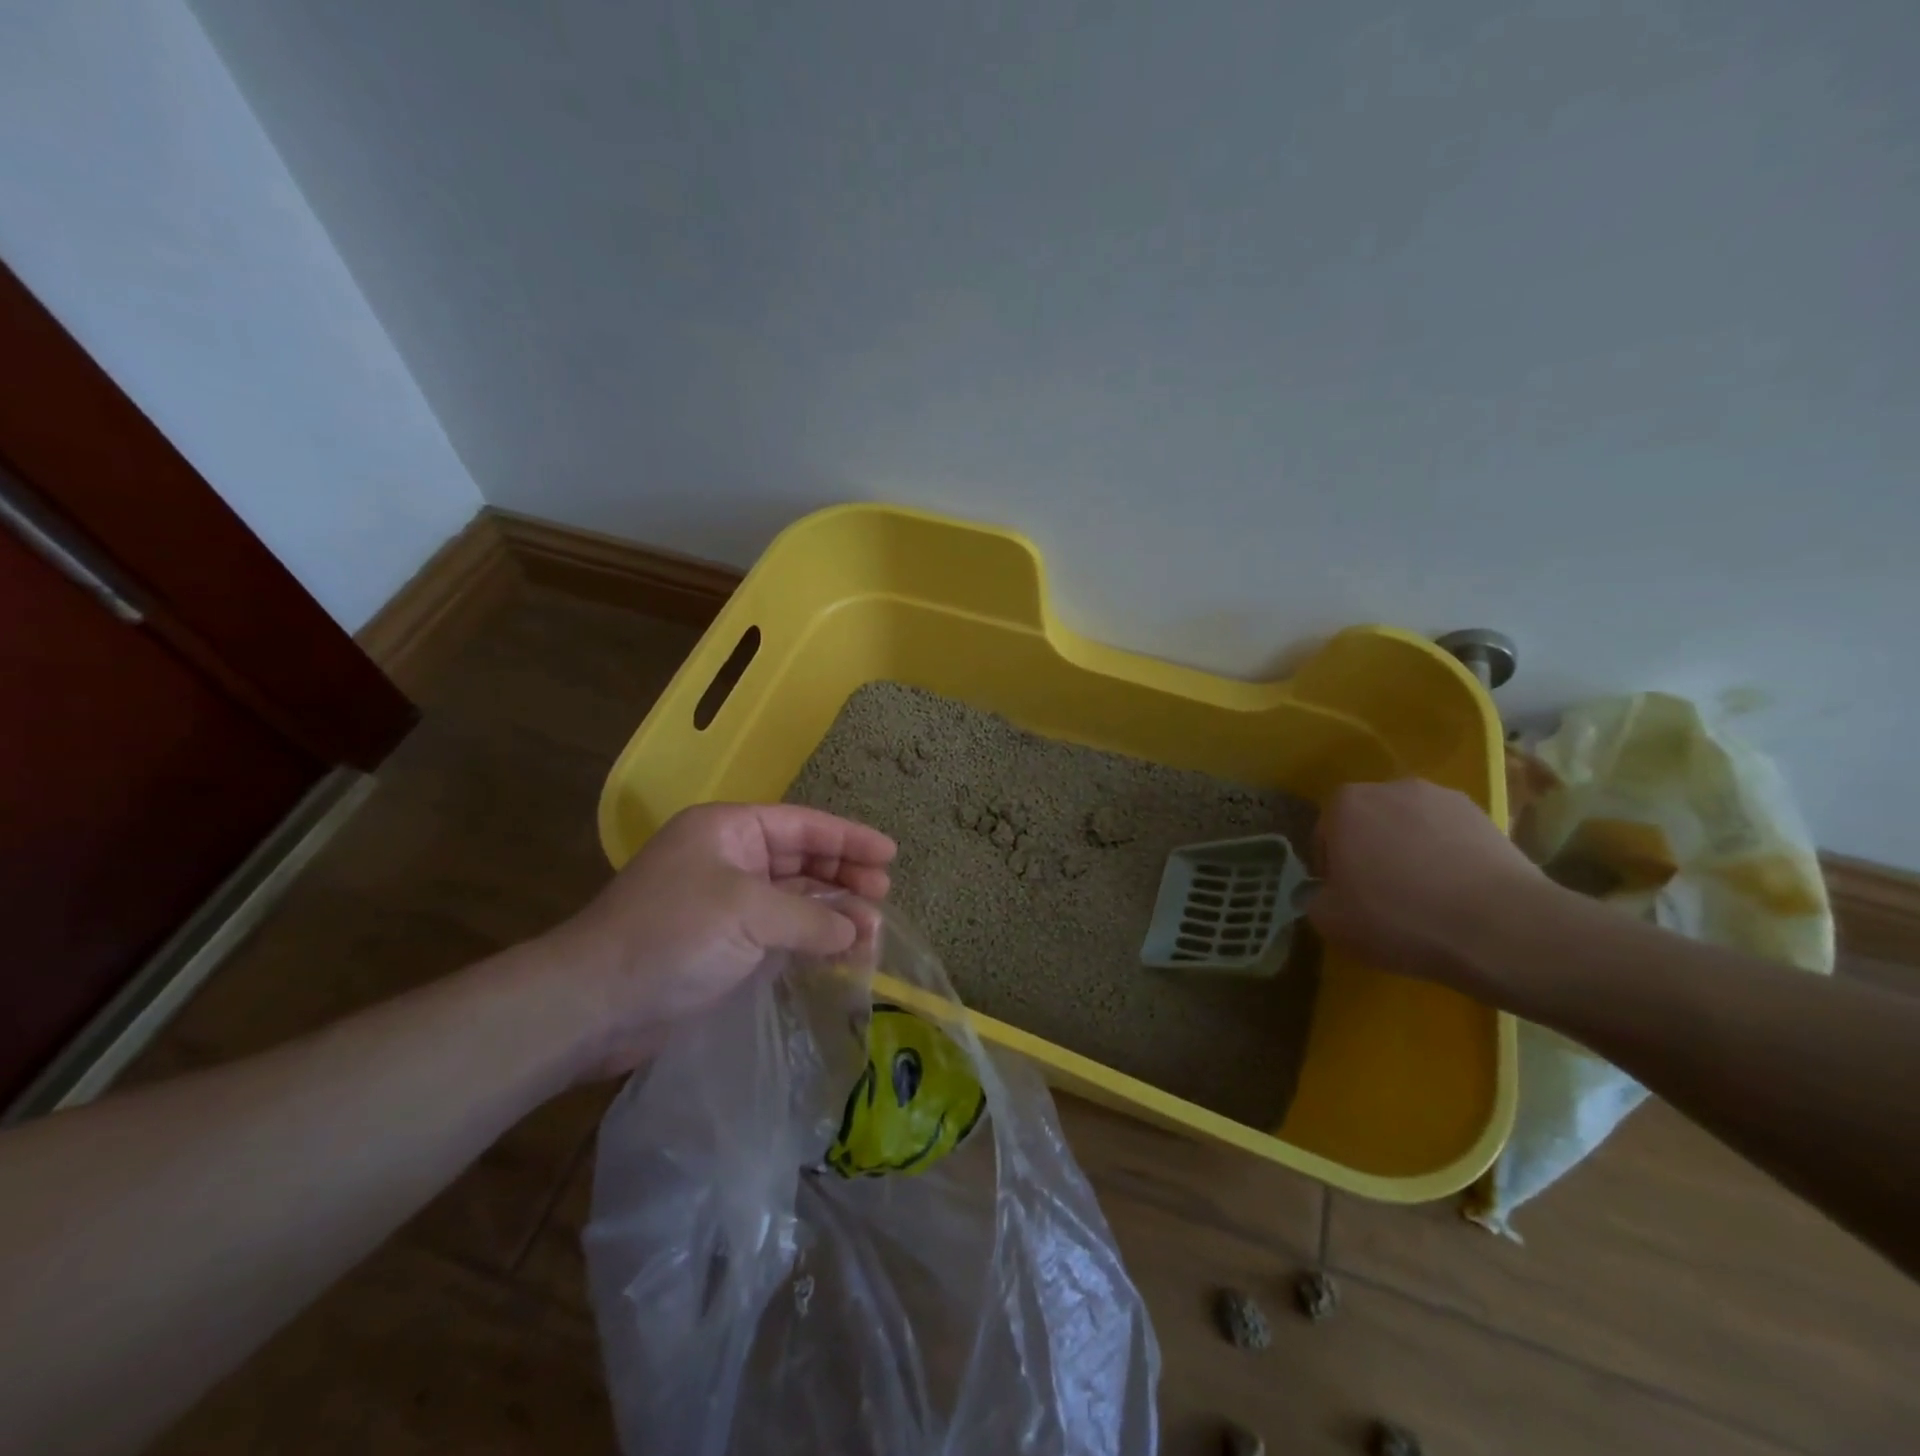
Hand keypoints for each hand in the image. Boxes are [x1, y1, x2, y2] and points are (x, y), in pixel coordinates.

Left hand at [538, 803, 895, 1076]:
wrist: (594, 1004)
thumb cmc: (672, 936)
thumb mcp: (748, 913)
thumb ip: (811, 917)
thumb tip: (856, 930)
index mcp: (728, 831)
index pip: (803, 825)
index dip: (849, 838)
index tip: (890, 854)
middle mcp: (729, 860)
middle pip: (802, 859)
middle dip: (844, 875)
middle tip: (884, 895)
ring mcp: (726, 905)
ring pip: (795, 899)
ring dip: (832, 912)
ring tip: (872, 931)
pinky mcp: (724, 946)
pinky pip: (781, 933)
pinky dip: (811, 941)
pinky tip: (840, 954)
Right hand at [1307, 778, 1544, 987]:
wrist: (1500, 927)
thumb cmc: (1398, 917)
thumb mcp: (1331, 921)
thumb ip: (1316, 898)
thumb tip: (1328, 893)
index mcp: (1345, 804)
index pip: (1326, 834)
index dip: (1332, 868)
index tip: (1347, 898)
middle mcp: (1390, 788)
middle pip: (1369, 823)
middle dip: (1371, 852)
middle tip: (1383, 896)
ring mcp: (1443, 798)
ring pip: (1412, 827)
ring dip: (1411, 852)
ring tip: (1427, 896)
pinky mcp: (1486, 816)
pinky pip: (1451, 836)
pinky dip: (1449, 857)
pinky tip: (1459, 894)